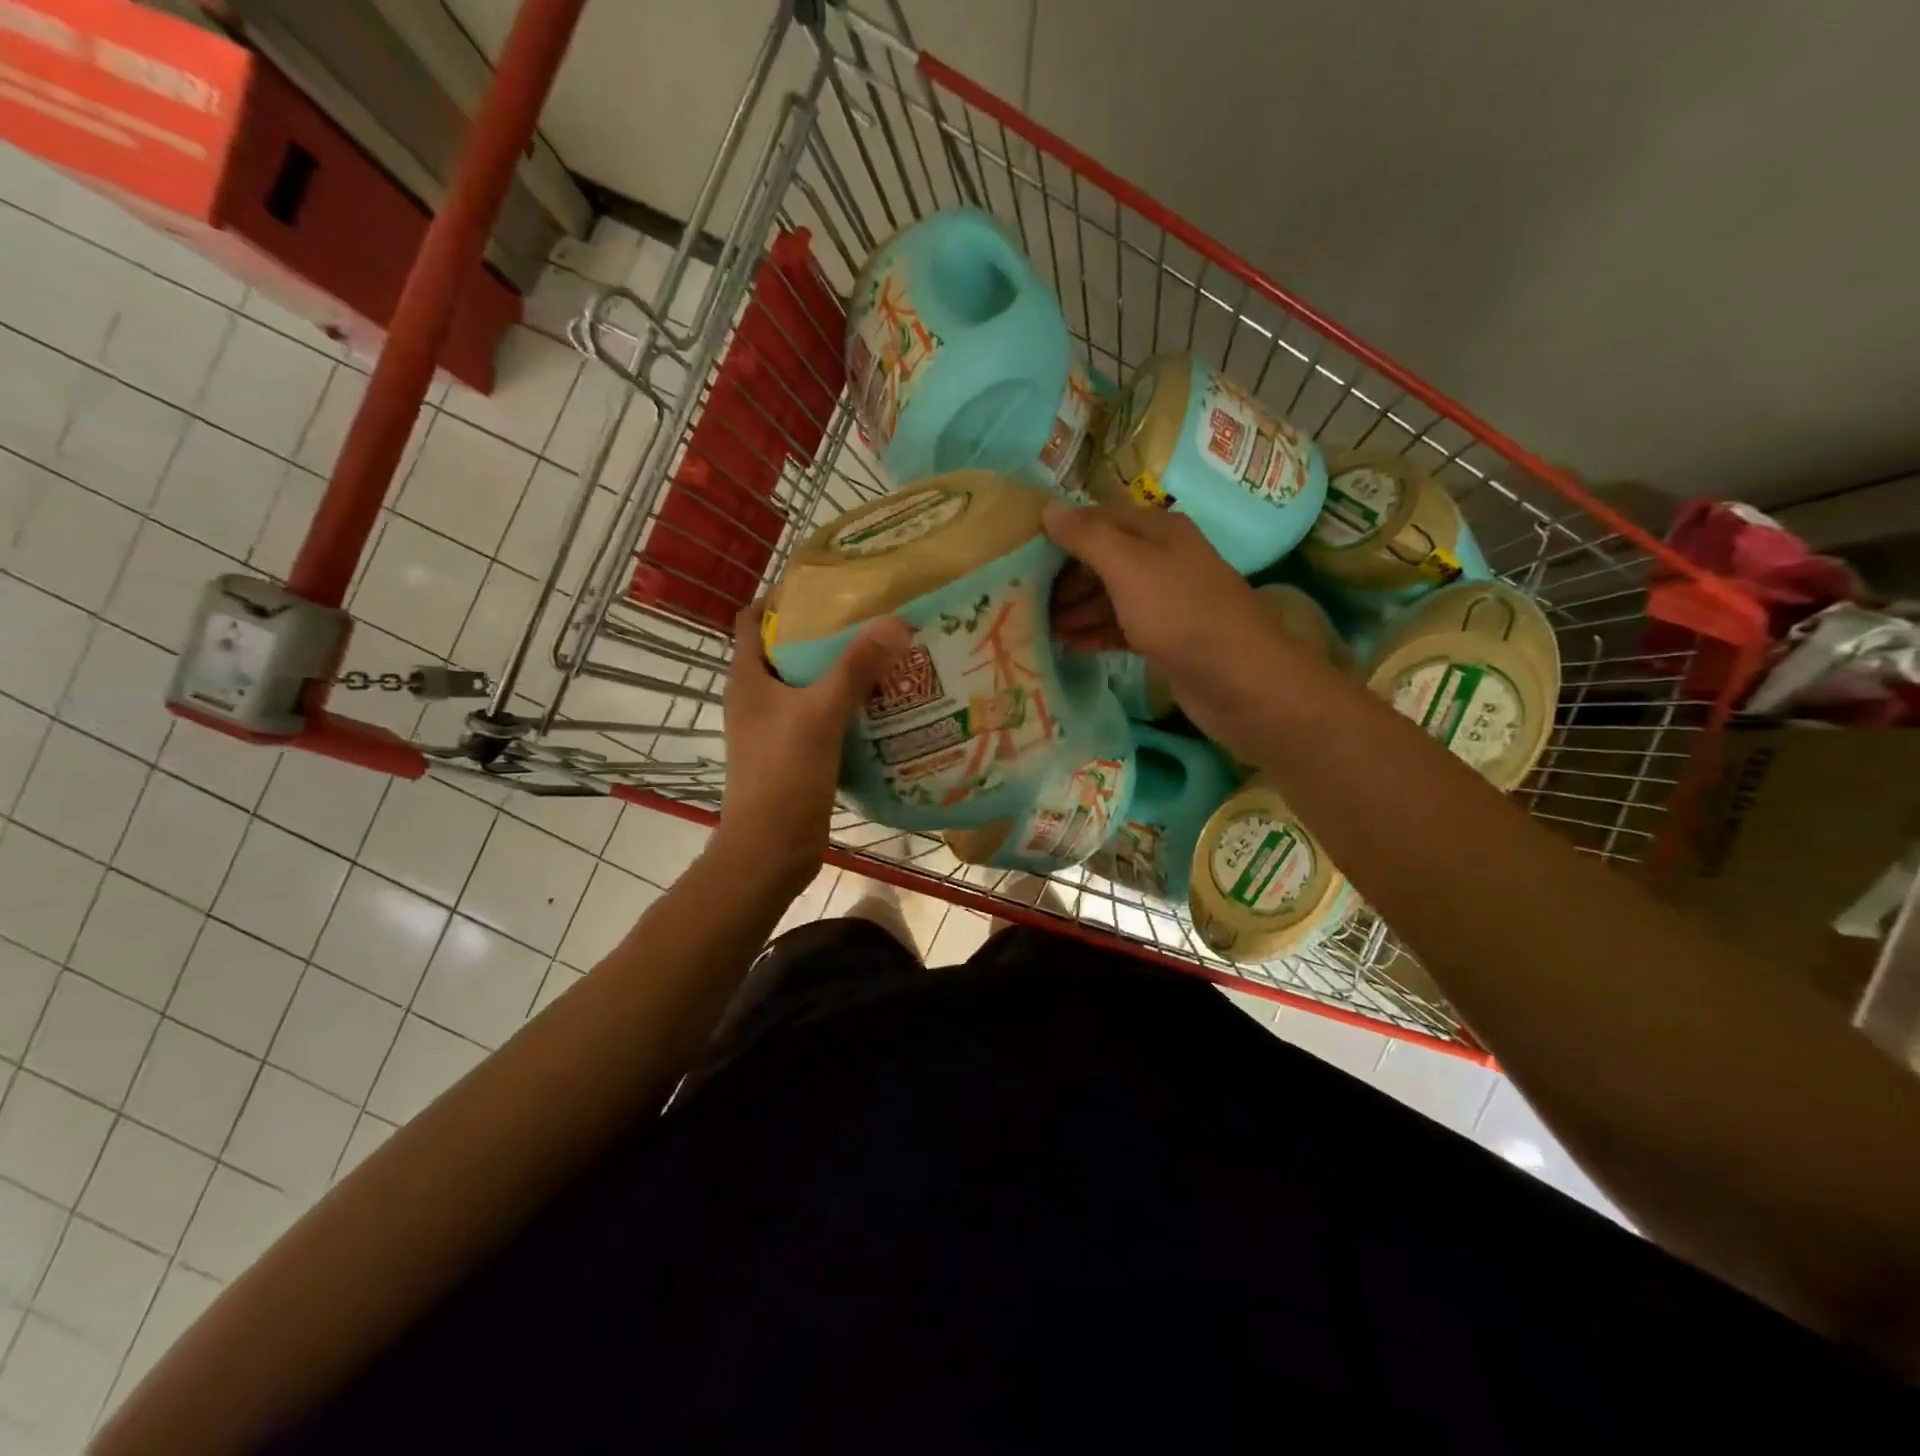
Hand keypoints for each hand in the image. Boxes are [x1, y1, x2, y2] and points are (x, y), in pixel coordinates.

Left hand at [716, 603, 910, 894]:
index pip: (753, 620)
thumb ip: (857, 668)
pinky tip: (880, 706)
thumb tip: (896, 622)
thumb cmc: (784, 774)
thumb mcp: (822, 713)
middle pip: (786, 651)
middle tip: (870, 618)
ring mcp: (773, 729)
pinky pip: (820, 718)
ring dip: (838, 672)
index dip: (782, 598)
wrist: (771, 849)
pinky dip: (844, 708)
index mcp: (747, 678)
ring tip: (883, 656)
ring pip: (806, 687)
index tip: (826, 586)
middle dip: (823, 633)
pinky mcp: (793, 755)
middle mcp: (755, 698)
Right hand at [1044, 502, 1301, 760]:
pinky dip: (1095, 633)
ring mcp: (1166, 600)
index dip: (1061, 533)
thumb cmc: (1181, 615)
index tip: (1020, 553)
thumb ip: (1089, 537)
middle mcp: (1163, 558)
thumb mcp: (1130, 568)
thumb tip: (1049, 508)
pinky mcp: (1166, 638)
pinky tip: (1069, 645)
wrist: (1240, 680)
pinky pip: (1121, 627)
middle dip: (1064, 577)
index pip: (1098, 519)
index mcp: (1158, 530)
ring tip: (1037, 627)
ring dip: (1075, 609)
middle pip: (1102, 559)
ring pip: (1110, 596)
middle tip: (1021, 597)